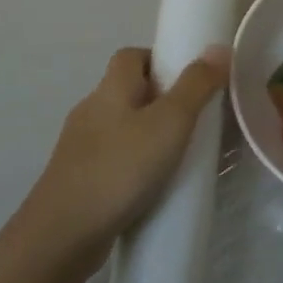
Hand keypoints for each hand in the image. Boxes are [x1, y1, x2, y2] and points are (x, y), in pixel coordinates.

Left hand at [23, 45, 230, 264]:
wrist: (63, 235)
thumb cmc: (121, 168)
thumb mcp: (170, 122)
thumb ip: (196, 85)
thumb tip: (219, 47)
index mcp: (110, 89)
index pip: (131, 56)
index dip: (159, 60)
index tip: (189, 81)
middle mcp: (91, 110)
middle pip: (127, 91)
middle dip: (160, 101)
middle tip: (194, 122)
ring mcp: (80, 147)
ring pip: (121, 128)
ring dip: (148, 136)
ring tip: (180, 158)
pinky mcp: (78, 180)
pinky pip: (113, 160)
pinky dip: (134, 166)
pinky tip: (153, 188)